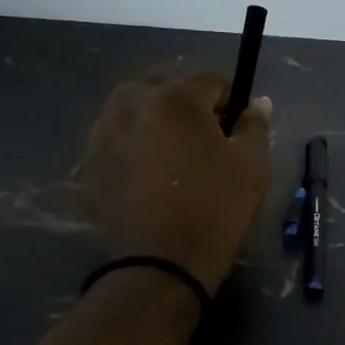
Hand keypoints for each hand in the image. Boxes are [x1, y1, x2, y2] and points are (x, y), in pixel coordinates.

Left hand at [79, 70, 272, 294]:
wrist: (159, 265)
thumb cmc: (214, 210)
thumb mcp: (252, 166)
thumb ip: (254, 125)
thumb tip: (256, 102)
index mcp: (175, 97)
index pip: (210, 78)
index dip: (230, 100)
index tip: (236, 127)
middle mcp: (131, 103)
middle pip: (164, 84)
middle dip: (186, 101)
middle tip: (203, 137)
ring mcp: (103, 133)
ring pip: (131, 107)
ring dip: (153, 117)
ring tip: (170, 152)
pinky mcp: (88, 163)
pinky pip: (113, 138)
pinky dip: (130, 143)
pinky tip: (144, 172)